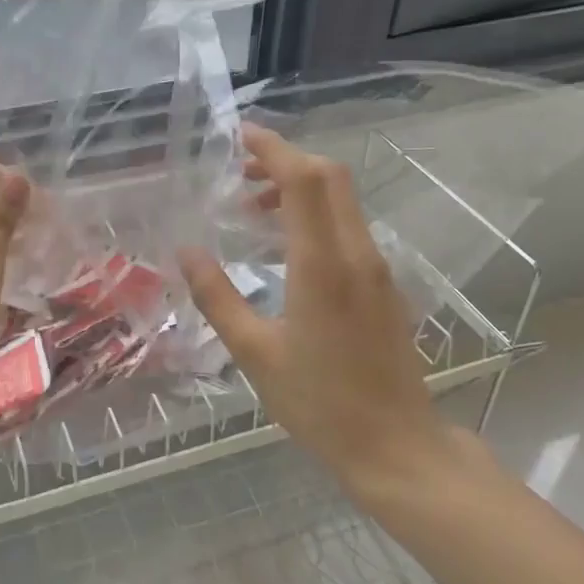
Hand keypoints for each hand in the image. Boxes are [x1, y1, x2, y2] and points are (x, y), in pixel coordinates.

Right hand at [179, 124, 454, 496]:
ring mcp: (376, 268)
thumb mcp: (254, 352)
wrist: (397, 447)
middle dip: (284, 160)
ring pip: (341, 199)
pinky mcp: (383, 284)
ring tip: (253, 209)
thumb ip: (217, 296)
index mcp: (322, 265)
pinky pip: (347, 226)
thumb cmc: (320, 402)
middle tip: (240, 172)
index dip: (273, 148)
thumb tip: (186, 251)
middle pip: (329, 177)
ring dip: (298, 188)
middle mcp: (355, 254)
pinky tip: (284, 247)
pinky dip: (314, 214)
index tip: (239, 136)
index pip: (304, 180)